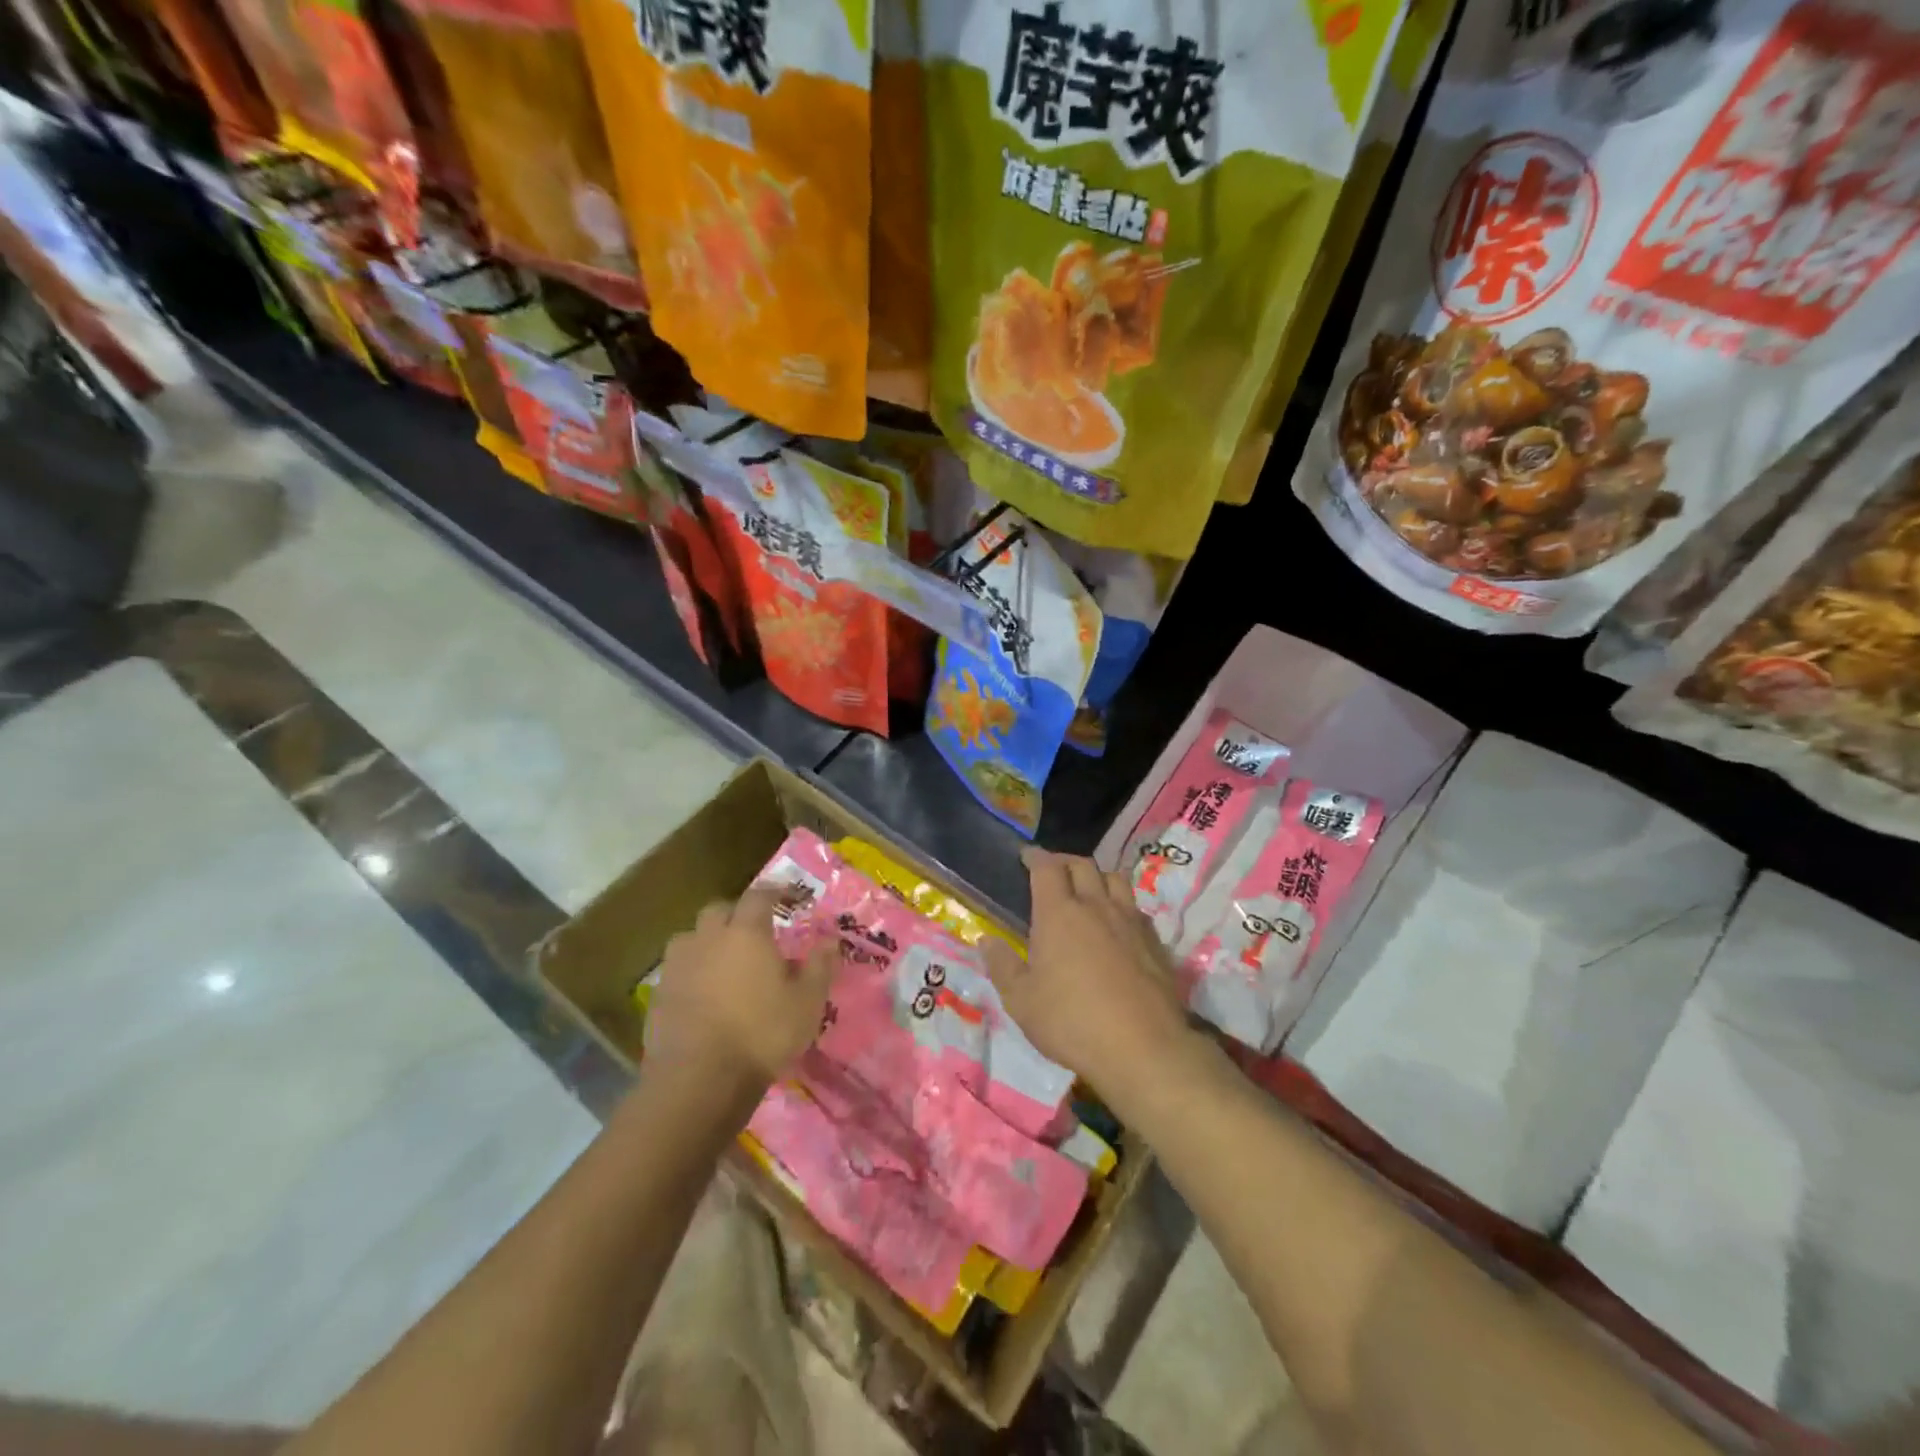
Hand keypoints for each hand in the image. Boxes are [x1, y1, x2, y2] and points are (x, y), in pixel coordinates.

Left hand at [645, 887, 835, 1099]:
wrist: (698, 1080)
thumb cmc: (761, 1033)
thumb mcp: (807, 1002)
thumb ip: (820, 966)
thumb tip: (830, 940)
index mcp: (746, 932)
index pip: (759, 895)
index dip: (774, 892)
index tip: (788, 896)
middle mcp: (708, 938)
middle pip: (718, 910)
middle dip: (736, 914)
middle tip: (754, 931)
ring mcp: (678, 966)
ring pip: (691, 937)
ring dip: (707, 941)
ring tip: (723, 961)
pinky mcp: (657, 995)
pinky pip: (677, 970)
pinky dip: (691, 973)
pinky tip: (702, 994)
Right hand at [983, 850, 1191, 1102]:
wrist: (1143, 1048)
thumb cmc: (1071, 1022)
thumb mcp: (1021, 1001)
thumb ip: (1002, 965)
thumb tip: (985, 940)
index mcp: (1059, 913)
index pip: (1046, 868)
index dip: (1035, 856)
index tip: (1026, 856)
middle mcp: (1096, 906)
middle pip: (1083, 865)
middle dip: (1064, 861)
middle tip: (1053, 871)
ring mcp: (1130, 921)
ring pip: (1115, 879)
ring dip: (1097, 877)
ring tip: (1088, 891)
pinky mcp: (1155, 942)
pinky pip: (1135, 908)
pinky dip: (1121, 905)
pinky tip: (1117, 925)